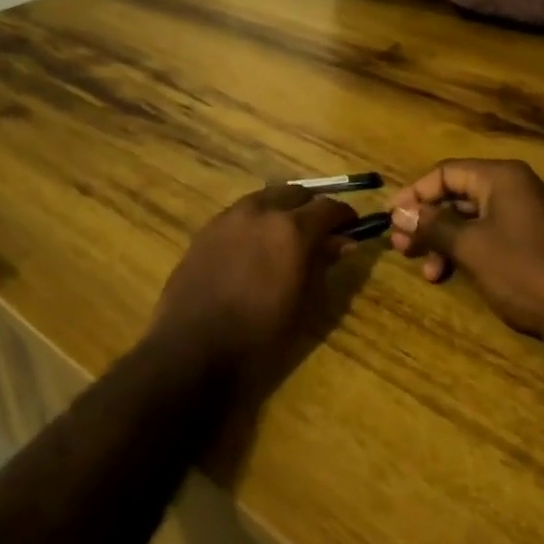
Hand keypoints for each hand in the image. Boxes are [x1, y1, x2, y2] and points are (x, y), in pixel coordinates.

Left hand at [146, 184, 357, 394]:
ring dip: (282, 210)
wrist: (192, 349)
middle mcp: (261, 211)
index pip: (329, 208)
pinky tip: (255, 245)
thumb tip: (342, 242)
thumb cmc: (258, 335)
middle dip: (312, 208)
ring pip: (265, 198)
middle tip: (320, 231)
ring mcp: (229, 217)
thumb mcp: (303, 304)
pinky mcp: (206, 230)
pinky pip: (240, 213)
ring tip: (286, 236)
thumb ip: (323, 265)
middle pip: (296, 194)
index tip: (351, 229)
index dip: (344, 217)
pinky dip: (255, 220)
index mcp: (292, 229)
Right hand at [389, 159, 543, 353]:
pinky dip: (463, 252)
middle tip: (400, 247)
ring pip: (469, 220)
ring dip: (442, 241)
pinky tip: (448, 275)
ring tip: (424, 269)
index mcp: (501, 178)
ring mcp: (524, 217)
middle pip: (456, 196)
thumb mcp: (471, 246)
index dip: (414, 194)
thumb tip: (399, 213)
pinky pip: (486, 237)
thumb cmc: (524, 270)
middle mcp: (513, 189)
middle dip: (426, 221)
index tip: (391, 219)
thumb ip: (433, 226)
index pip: (445, 172)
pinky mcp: (529, 243)